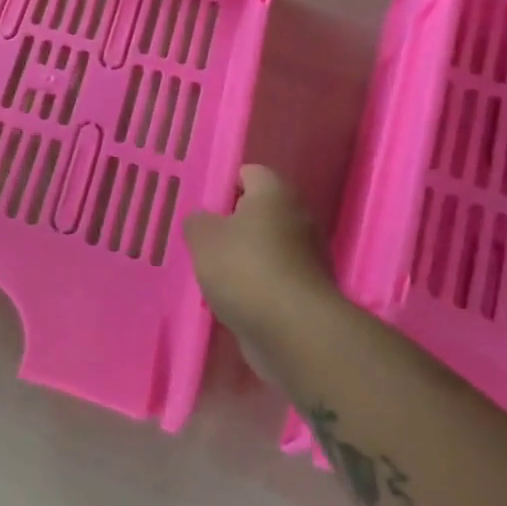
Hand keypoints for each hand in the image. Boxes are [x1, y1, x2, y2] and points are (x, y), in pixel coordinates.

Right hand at [185, 166, 337, 345]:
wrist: (294, 331)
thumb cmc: (245, 268)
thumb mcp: (202, 237)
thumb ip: (197, 222)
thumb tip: (203, 221)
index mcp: (275, 195)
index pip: (251, 173)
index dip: (227, 183)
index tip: (205, 203)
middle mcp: (299, 219)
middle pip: (262, 212)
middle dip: (235, 223)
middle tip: (206, 238)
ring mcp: (309, 258)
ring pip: (269, 247)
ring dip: (246, 257)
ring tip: (215, 273)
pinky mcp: (309, 292)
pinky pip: (276, 278)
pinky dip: (257, 285)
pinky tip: (235, 298)